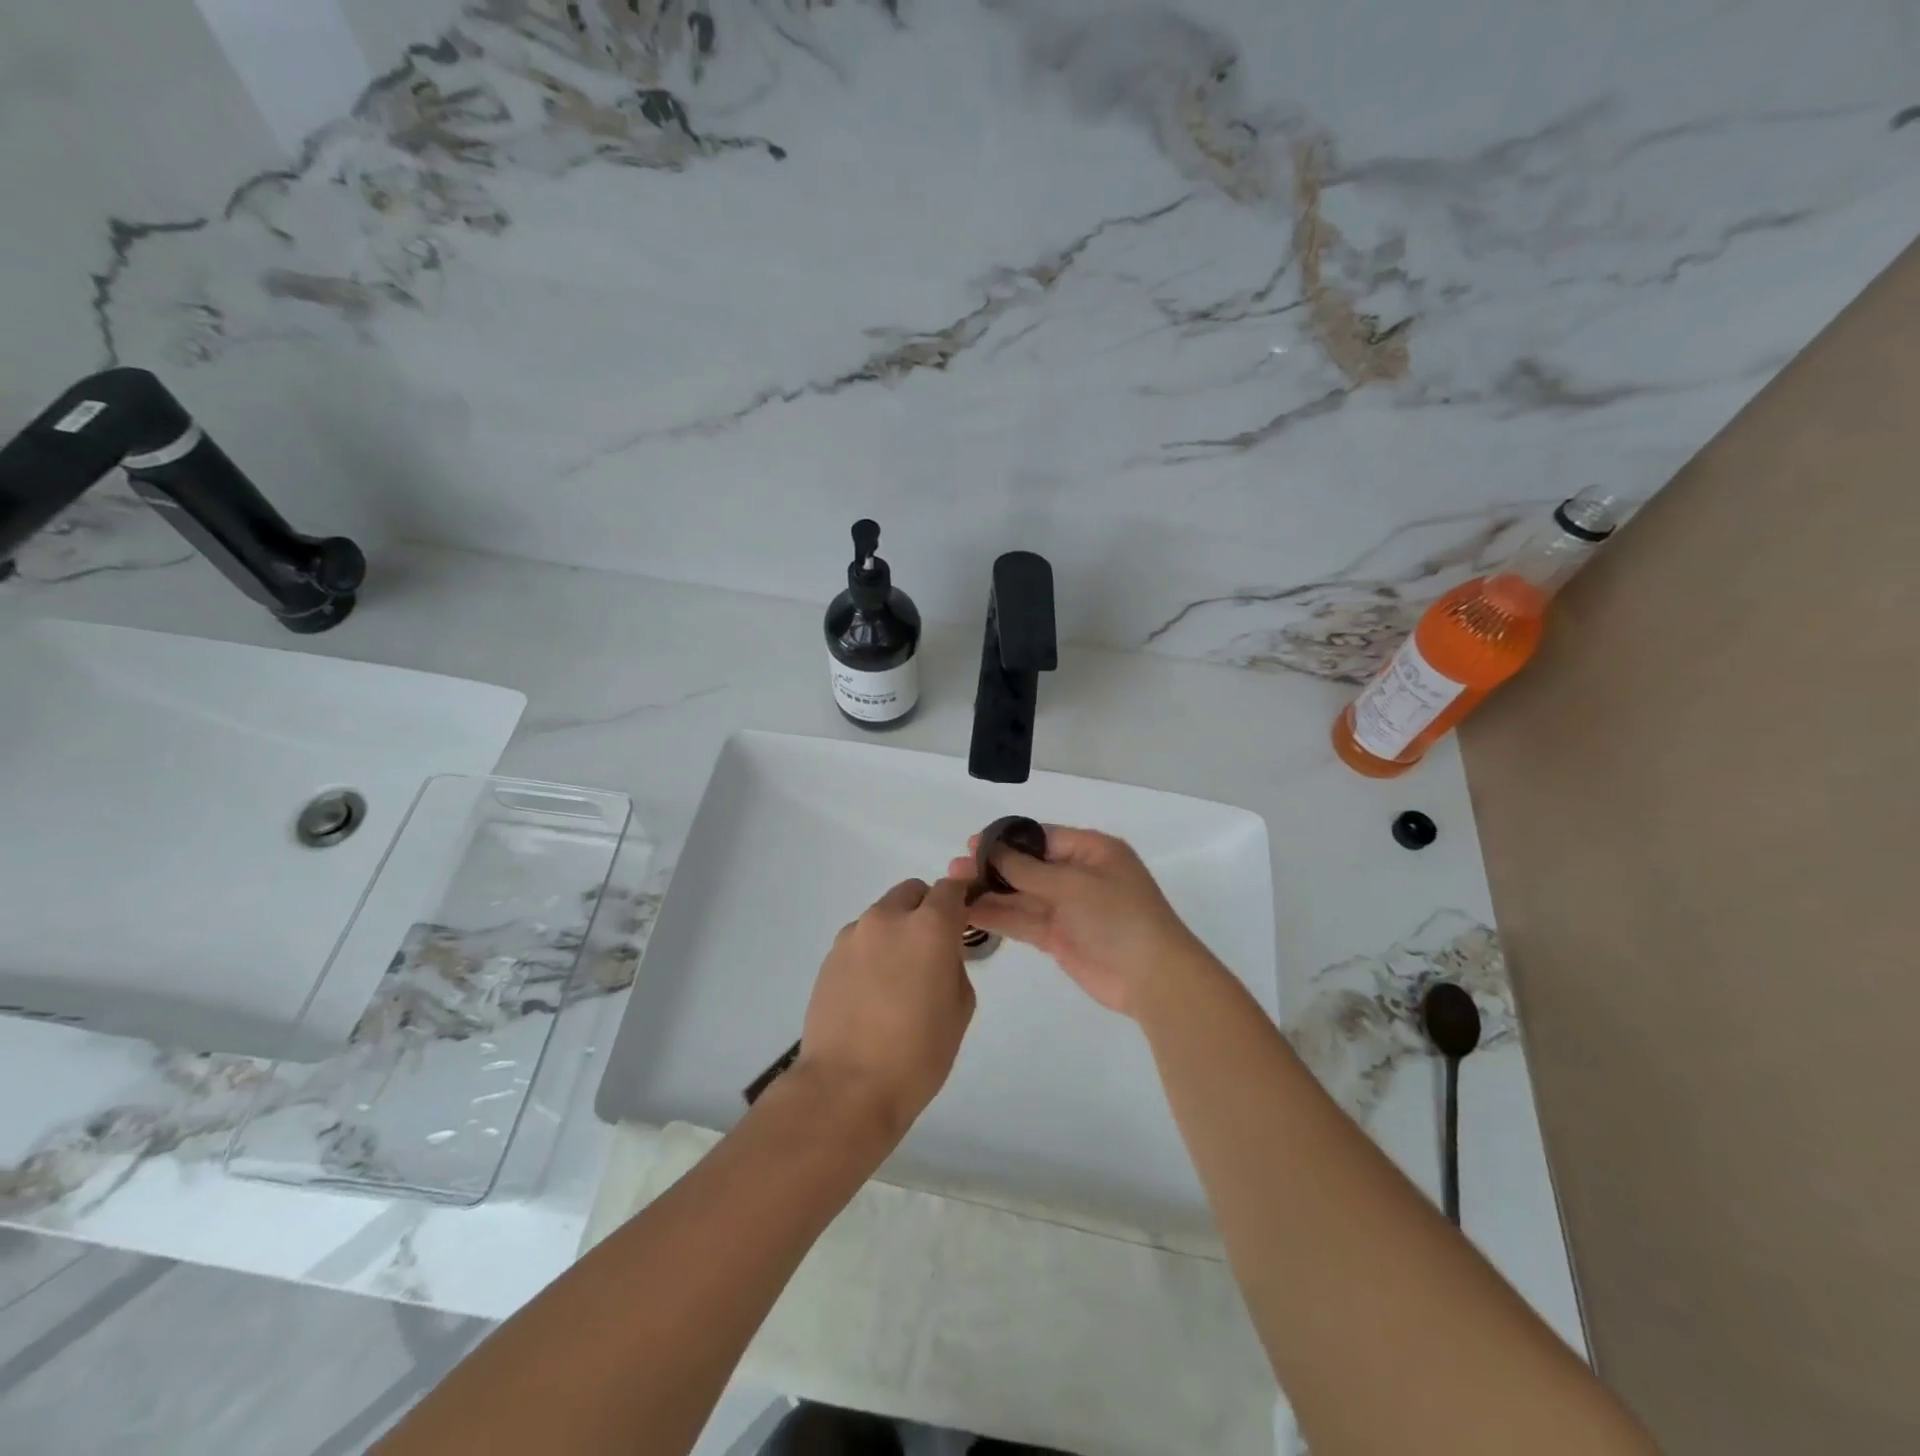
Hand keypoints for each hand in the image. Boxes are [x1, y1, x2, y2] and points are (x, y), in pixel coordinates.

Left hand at [793, 877, 975, 1138]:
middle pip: (912, 892)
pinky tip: (872, 992)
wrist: (846, 1087)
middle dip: (926, 909)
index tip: (963, 918)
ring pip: (883, 915)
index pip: (950, 888)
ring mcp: (853, 936)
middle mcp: (888, 919)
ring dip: (896, 931)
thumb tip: (941, 953)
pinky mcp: (829, 957)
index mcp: (928, 927)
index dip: (960, 898)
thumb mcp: (960, 1008)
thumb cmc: (917, 1053)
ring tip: (897, 978)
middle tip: (931, 949)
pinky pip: (860, 940)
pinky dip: (872, 951)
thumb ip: (955, 964)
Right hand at [947, 827, 1213, 1019]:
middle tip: (955, 869)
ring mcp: (1068, 908)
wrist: (1152, 977)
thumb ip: (1028, 870)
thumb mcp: (1073, 884)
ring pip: (1022, 895)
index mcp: (1091, 850)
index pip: (1041, 837)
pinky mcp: (1059, 937)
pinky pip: (1024, 921)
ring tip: (953, 890)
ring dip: (991, 892)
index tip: (971, 843)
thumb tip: (991, 850)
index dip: (1006, 841)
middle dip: (993, 867)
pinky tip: (970, 913)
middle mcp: (1078, 875)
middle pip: (1028, 866)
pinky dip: (999, 917)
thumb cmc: (1119, 916)